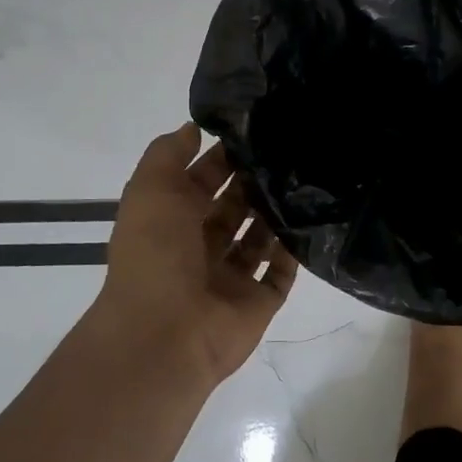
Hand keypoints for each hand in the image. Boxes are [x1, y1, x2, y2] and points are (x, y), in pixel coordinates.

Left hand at [97, 123, 298, 388]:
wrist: (166, 333)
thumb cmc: (155, 254)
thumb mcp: (150, 190)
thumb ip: (168, 154)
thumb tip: (194, 128)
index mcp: (172, 221)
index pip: (202, 181)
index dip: (223, 158)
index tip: (256, 132)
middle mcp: (201, 247)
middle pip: (234, 208)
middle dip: (255, 183)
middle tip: (291, 153)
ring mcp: (231, 276)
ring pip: (260, 237)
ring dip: (276, 213)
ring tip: (308, 181)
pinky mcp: (258, 301)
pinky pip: (282, 272)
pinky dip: (294, 251)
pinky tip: (312, 221)